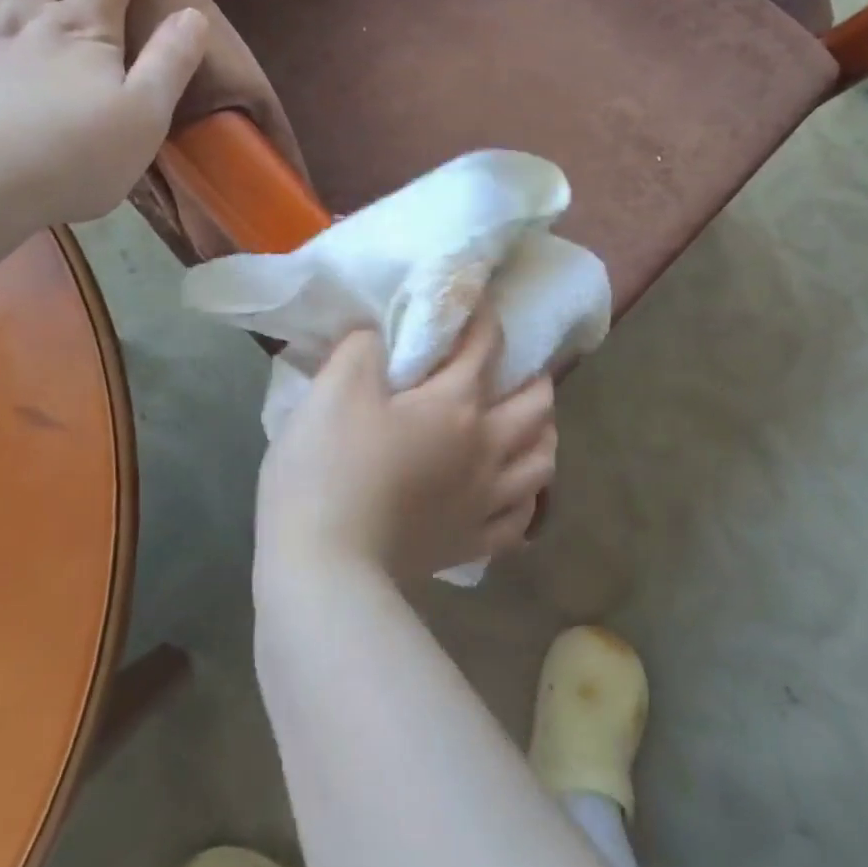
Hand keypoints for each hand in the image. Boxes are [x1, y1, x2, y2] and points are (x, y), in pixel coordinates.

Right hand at [255, 312, 557, 584]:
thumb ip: (363, 347)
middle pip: (537, 406)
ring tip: (528, 426)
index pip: (485, 347)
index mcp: (456, 406)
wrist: (324, 567)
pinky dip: (526, 499)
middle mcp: (486, 449)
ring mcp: (484, 502)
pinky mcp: (471, 545)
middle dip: (534, 377)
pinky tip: (513, 492)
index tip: (477, 298)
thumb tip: (381, 336)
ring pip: (542, 462)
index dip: (484, 316)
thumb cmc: (329, 469)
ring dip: (543, 435)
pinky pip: (520, 520)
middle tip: (517, 368)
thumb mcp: (335, 388)